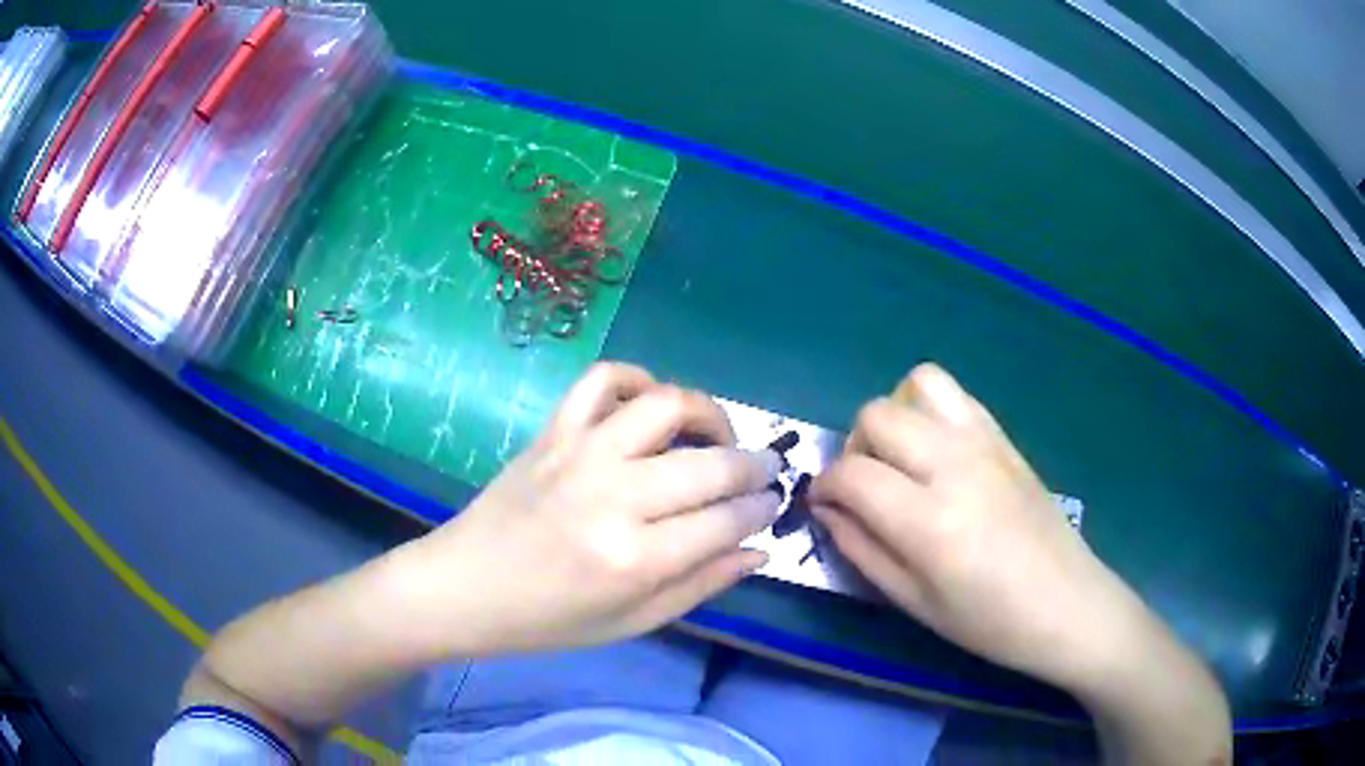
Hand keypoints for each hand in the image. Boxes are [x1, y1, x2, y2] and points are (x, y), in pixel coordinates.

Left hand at [394, 362, 783, 657]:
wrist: (466, 586)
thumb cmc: (549, 619)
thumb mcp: (632, 621)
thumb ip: (701, 585)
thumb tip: (759, 551)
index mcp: (635, 559)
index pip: (726, 521)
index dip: (761, 510)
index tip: (773, 505)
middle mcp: (614, 497)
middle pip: (711, 464)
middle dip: (754, 466)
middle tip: (765, 471)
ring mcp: (581, 453)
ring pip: (667, 405)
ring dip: (709, 413)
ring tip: (719, 435)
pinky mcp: (554, 431)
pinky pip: (603, 380)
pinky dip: (636, 378)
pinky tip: (651, 403)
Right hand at [810, 363, 1148, 688]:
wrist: (1066, 602)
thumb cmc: (988, 620)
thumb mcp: (913, 601)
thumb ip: (861, 549)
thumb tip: (826, 509)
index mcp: (929, 519)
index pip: (852, 474)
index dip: (824, 486)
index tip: (824, 505)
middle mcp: (954, 464)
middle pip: (876, 415)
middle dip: (855, 448)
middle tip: (865, 488)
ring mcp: (983, 441)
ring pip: (916, 384)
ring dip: (894, 416)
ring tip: (901, 459)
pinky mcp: (1004, 436)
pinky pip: (954, 394)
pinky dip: (929, 409)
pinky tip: (936, 452)